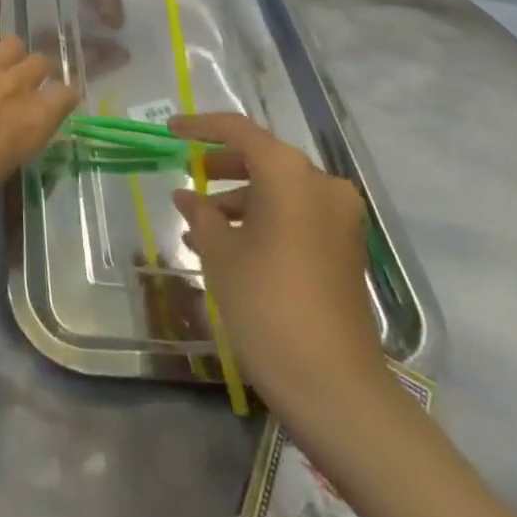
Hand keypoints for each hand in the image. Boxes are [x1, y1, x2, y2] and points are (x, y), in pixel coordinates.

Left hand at [0, 32, 77, 247]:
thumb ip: (9, 148)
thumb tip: (4, 137)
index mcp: (33, 126)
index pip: (64, 95)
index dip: (60, 98)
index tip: (54, 102)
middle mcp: (15, 89)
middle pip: (40, 63)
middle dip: (35, 73)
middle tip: (22, 86)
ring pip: (12, 44)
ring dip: (10, 56)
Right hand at [169, 113, 386, 417]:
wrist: (336, 389)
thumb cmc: (267, 304)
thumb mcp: (221, 253)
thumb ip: (201, 213)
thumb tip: (188, 196)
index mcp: (289, 173)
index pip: (237, 130)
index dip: (200, 127)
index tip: (170, 131)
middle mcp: (320, 184)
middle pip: (263, 158)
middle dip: (221, 166)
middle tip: (188, 175)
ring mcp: (340, 218)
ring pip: (280, 190)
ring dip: (240, 199)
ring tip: (200, 224)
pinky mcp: (346, 250)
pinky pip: (297, 216)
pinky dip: (264, 220)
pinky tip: (230, 246)